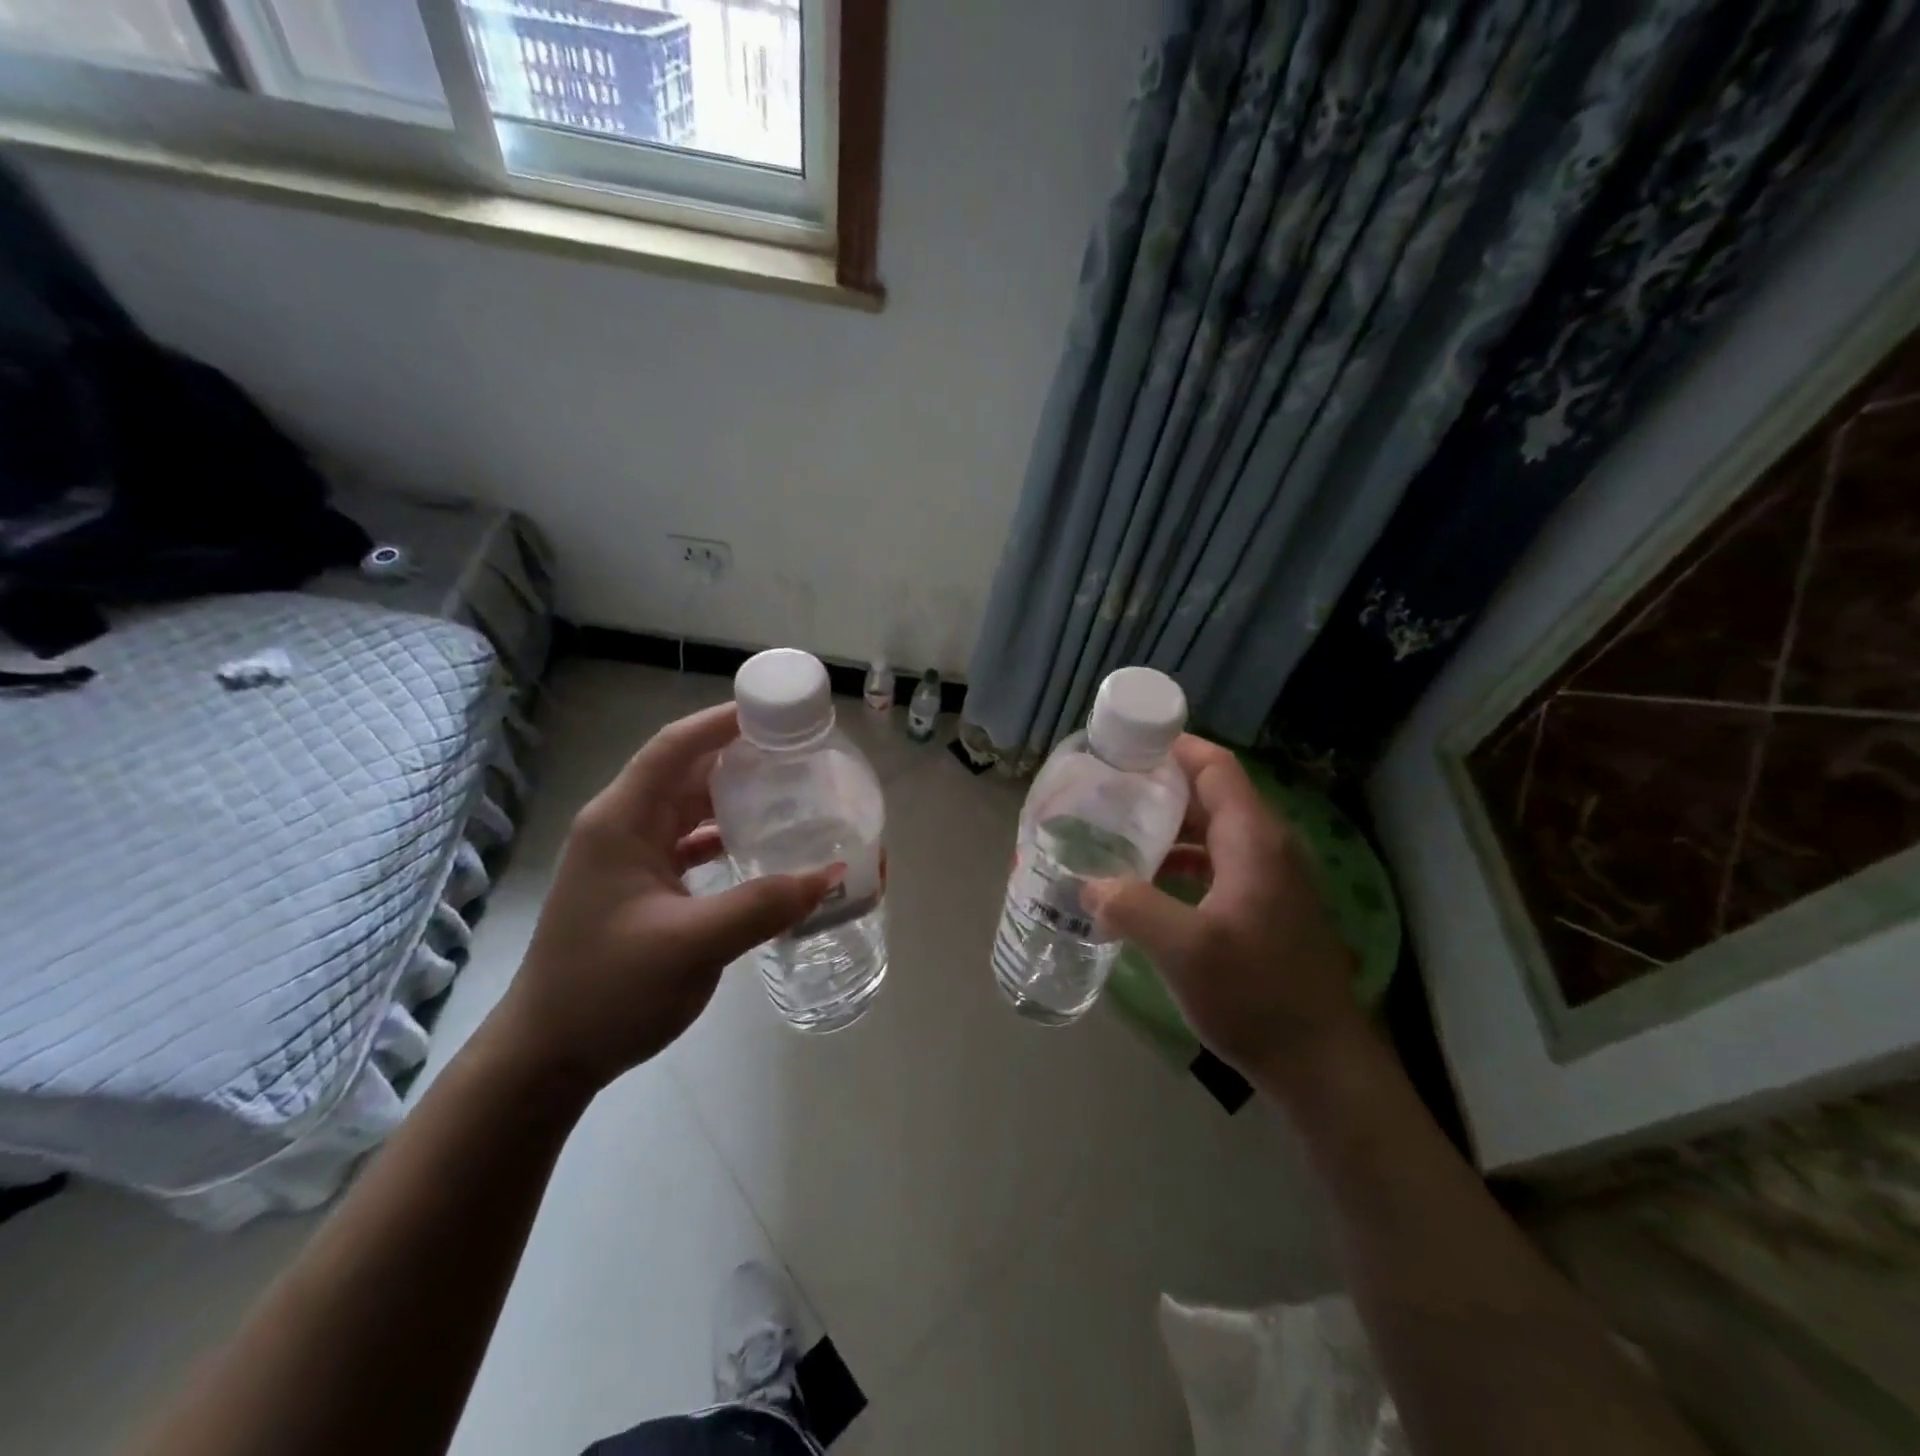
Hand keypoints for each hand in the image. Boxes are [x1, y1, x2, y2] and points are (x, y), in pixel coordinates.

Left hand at [493, 703, 838, 1090]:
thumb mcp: (692, 945)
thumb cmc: (608, 989)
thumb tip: (832, 874)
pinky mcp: (638, 886)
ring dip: (733, 799)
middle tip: (799, 755)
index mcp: (621, 821)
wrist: (548, 1056)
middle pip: (685, 772)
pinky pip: (687, 843)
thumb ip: (764, 905)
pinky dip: (723, 837)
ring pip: (688, 808)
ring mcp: (628, 858)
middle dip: (740, 758)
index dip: (722, 722)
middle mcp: (621, 827)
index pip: (675, 748)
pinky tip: (759, 847)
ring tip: (789, 793)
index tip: (776, 712)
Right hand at [1082, 736, 1365, 1087]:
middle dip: (1159, 789)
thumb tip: (1088, 885)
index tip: (1123, 748)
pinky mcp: (1267, 908)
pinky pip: (1218, 864)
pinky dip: (1182, 863)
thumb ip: (1131, 907)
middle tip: (1105, 793)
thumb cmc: (1256, 995)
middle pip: (1211, 795)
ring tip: (1116, 834)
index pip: (1215, 767)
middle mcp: (1267, 847)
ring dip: (1168, 829)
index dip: (1172, 748)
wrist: (1322, 1064)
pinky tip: (1147, 885)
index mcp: (1254, 840)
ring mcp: (1271, 879)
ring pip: (1213, 833)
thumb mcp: (1184, 950)